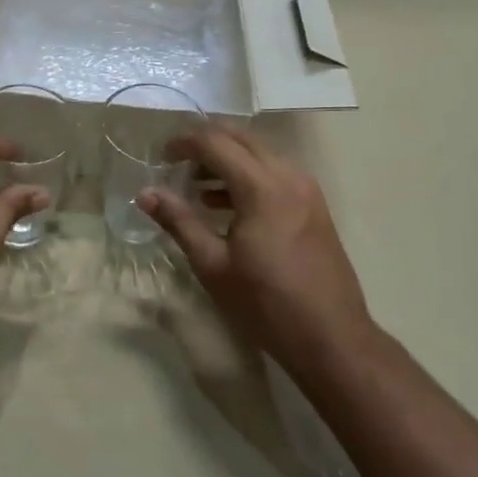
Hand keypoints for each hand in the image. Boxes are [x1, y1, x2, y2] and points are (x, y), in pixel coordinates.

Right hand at [137, 124, 373, 377]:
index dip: (184, 142)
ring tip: (195, 185)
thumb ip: (179, 221)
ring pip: (260, 152)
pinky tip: (225, 204)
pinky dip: (247, 174)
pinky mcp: (314, 205)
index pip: (215, 143)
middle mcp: (288, 176)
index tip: (160, 157)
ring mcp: (306, 189)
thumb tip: (145, 194)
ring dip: (227, 158)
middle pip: (241, 137)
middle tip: (175, 162)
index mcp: (262, 187)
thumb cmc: (266, 304)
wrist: (332, 339)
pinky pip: (275, 171)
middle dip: (205, 142)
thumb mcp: (213, 265)